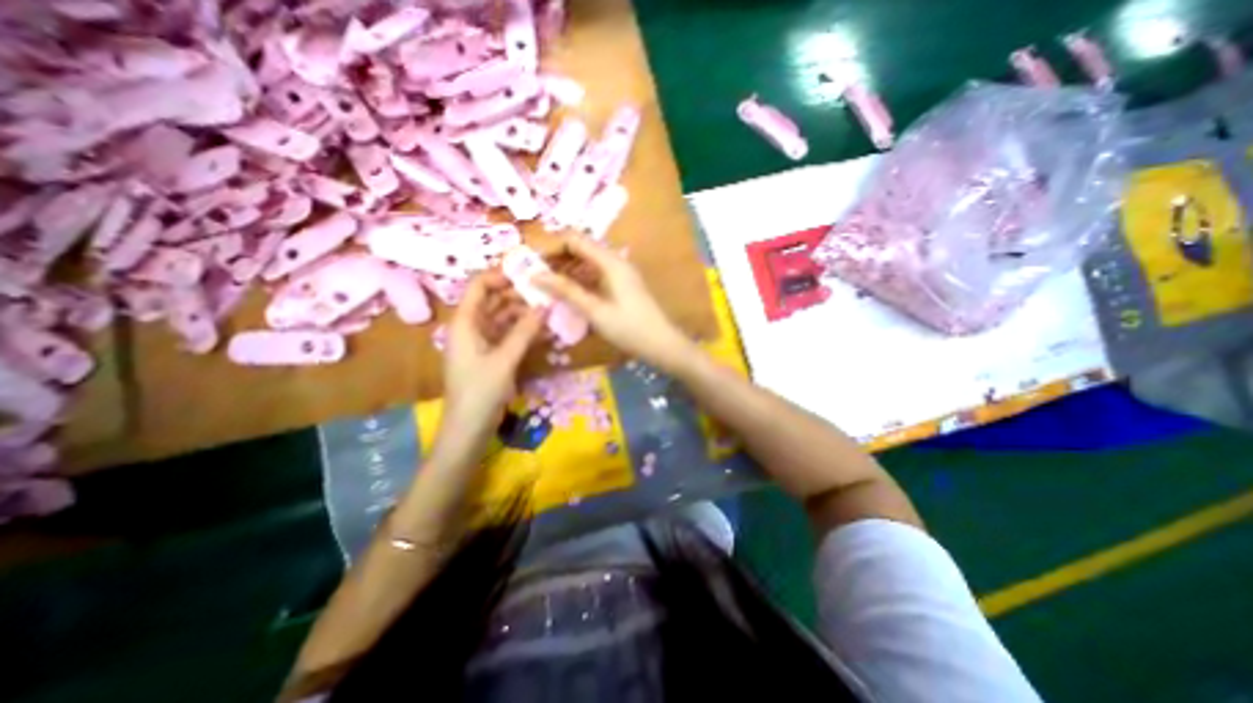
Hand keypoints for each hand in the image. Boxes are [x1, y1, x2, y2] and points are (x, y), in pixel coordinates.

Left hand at [441, 273, 543, 435]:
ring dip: (524, 313)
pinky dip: (523, 331)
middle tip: (547, 292)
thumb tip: (546, 304)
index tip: (529, 274)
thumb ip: (525, 331)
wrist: (469, 429)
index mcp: (464, 323)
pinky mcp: (491, 355)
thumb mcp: (505, 360)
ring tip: (550, 310)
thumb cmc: (480, 392)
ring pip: (503, 318)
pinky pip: (508, 335)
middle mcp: (471, 327)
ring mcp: (481, 342)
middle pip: (493, 300)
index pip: (478, 286)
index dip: (501, 276)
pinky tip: (543, 330)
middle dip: (518, 295)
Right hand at [534, 236, 701, 372]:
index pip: (575, 240)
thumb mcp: (595, 310)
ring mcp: (621, 273)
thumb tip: (535, 275)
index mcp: (611, 262)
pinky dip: (581, 280)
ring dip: (568, 271)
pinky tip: (569, 294)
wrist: (662, 344)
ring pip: (588, 263)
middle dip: (558, 259)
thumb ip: (566, 291)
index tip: (532, 262)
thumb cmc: (629, 328)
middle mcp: (616, 261)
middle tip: (536, 276)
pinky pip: (597, 275)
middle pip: (582, 249)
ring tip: (547, 286)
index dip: (552, 247)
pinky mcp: (623, 285)